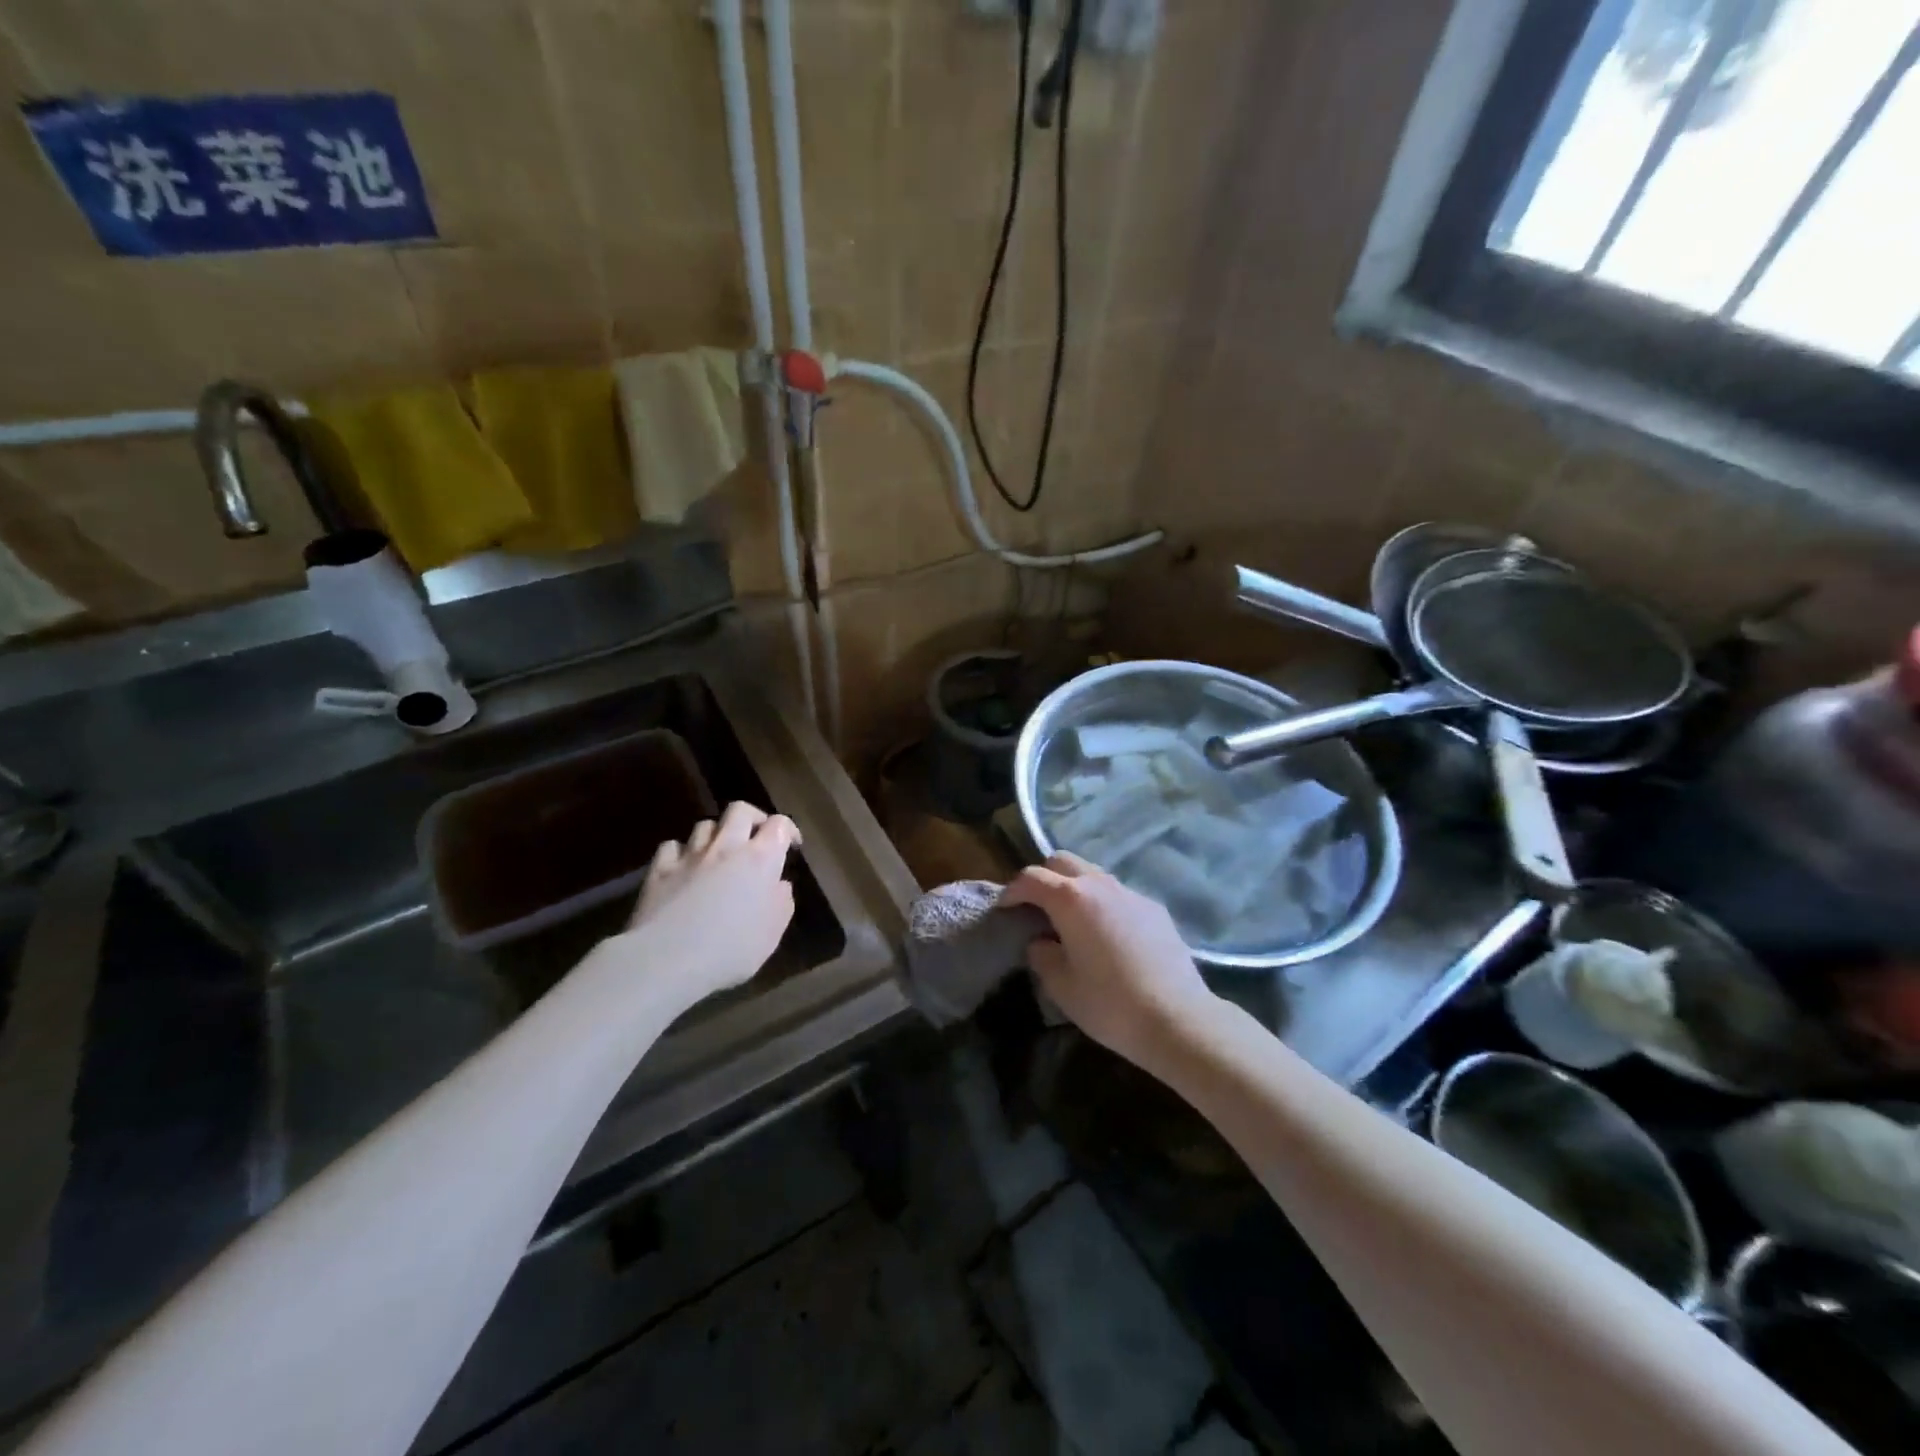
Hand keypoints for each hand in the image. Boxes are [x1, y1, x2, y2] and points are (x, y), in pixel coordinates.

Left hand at [613, 801, 800, 1008]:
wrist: (668, 960)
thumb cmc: (731, 949)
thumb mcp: (772, 933)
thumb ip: (781, 902)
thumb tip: (779, 885)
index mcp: (760, 859)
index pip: (779, 825)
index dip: (788, 830)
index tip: (791, 847)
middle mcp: (727, 847)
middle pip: (741, 810)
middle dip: (753, 818)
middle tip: (756, 838)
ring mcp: (690, 856)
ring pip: (706, 825)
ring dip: (717, 835)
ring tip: (719, 854)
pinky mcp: (660, 869)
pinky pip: (672, 846)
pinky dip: (681, 852)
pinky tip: (684, 867)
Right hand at [1000, 852, 1217, 1069]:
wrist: (1177, 1018)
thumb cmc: (1109, 1004)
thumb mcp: (1061, 986)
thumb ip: (1042, 956)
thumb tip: (1041, 942)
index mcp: (1070, 899)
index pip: (1031, 878)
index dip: (1012, 891)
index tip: (1005, 909)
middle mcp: (1100, 885)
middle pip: (1062, 861)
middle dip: (1043, 877)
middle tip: (1035, 907)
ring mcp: (1131, 893)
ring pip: (1093, 874)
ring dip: (1074, 887)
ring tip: (1070, 920)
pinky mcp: (1154, 909)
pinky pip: (1118, 894)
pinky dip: (1102, 903)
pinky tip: (1107, 935)